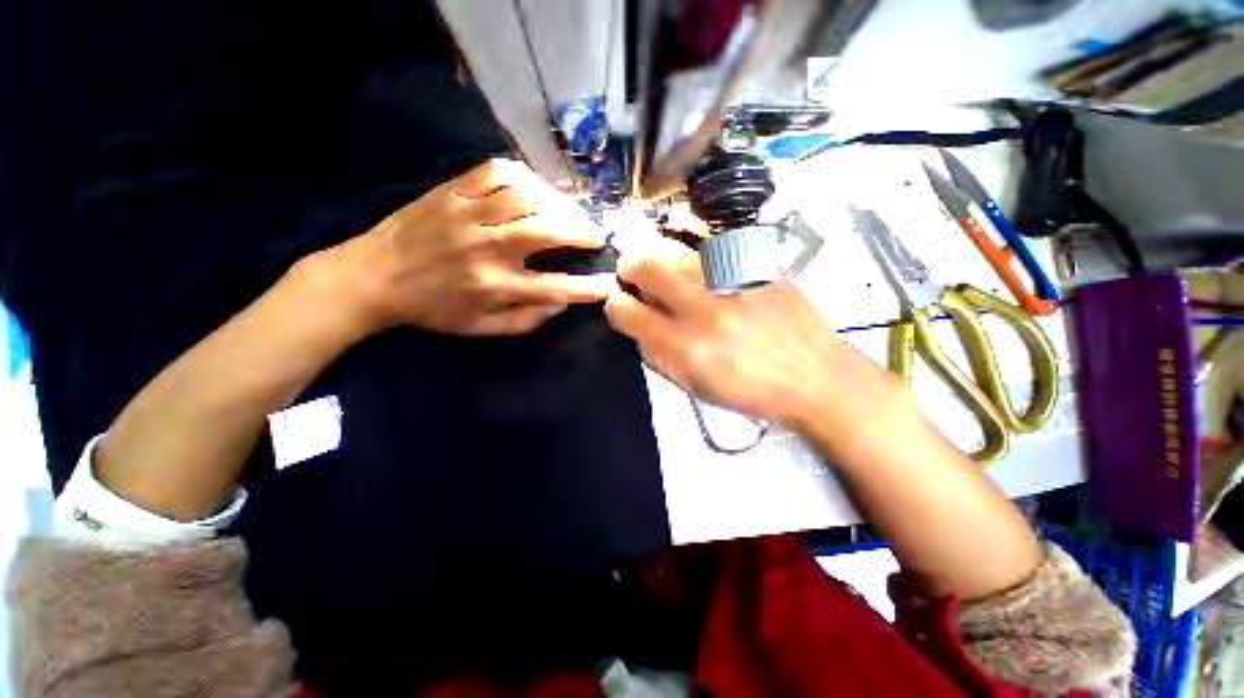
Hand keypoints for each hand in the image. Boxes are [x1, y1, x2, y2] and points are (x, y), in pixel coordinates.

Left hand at [328, 158, 613, 335]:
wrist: (372, 278)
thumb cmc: (432, 309)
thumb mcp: (480, 329)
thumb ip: (525, 321)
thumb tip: (561, 304)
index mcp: (494, 287)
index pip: (555, 287)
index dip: (587, 287)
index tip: (608, 283)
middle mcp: (486, 249)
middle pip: (547, 232)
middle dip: (581, 232)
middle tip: (596, 236)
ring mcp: (467, 214)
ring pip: (527, 197)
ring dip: (558, 204)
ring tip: (569, 213)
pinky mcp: (451, 191)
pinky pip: (495, 172)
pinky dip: (525, 177)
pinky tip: (536, 189)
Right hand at [604, 246, 905, 431]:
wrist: (818, 380)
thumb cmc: (752, 394)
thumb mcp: (697, 388)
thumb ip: (661, 357)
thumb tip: (641, 328)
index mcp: (687, 348)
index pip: (630, 313)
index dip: (615, 305)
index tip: (617, 303)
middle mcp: (706, 309)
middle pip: (650, 269)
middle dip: (630, 266)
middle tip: (629, 269)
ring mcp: (735, 283)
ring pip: (681, 249)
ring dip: (661, 254)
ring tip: (661, 262)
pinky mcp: (761, 268)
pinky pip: (718, 248)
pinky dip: (699, 253)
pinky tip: (701, 264)